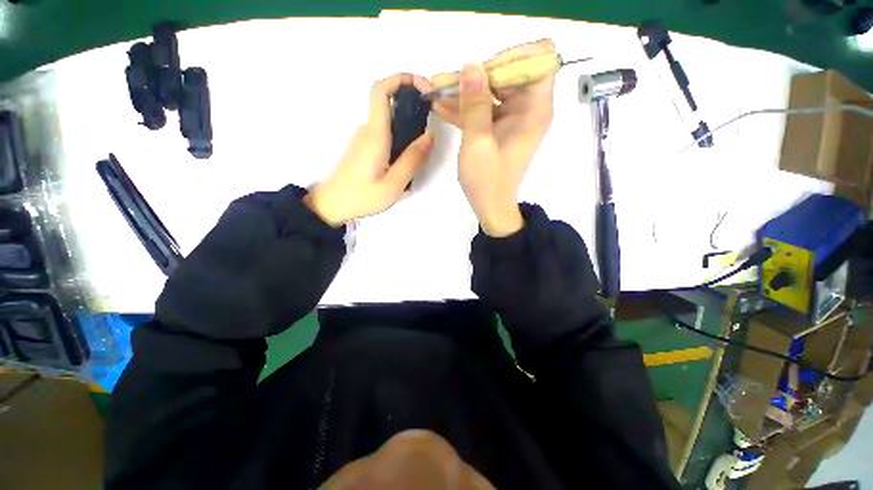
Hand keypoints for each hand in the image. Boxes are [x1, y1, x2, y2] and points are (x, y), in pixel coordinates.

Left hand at [304, 74, 433, 226]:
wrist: (331, 206)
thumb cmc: (362, 196)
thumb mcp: (393, 184)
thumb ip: (412, 160)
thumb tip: (430, 136)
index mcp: (375, 134)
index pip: (381, 91)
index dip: (400, 78)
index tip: (421, 86)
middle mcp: (368, 130)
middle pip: (389, 105)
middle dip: (411, 107)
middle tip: (430, 128)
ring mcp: (364, 139)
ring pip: (389, 123)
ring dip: (407, 128)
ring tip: (421, 153)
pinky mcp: (363, 149)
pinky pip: (385, 135)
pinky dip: (399, 139)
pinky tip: (405, 163)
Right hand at [431, 40, 555, 236]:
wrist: (490, 207)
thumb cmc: (488, 180)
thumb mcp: (478, 141)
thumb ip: (475, 104)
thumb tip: (470, 65)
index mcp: (534, 110)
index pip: (537, 62)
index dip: (511, 58)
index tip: (481, 71)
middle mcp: (528, 109)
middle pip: (509, 74)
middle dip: (478, 75)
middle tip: (449, 81)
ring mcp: (512, 119)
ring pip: (492, 91)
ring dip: (466, 91)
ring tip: (437, 89)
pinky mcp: (499, 128)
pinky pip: (484, 109)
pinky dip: (465, 108)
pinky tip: (441, 105)